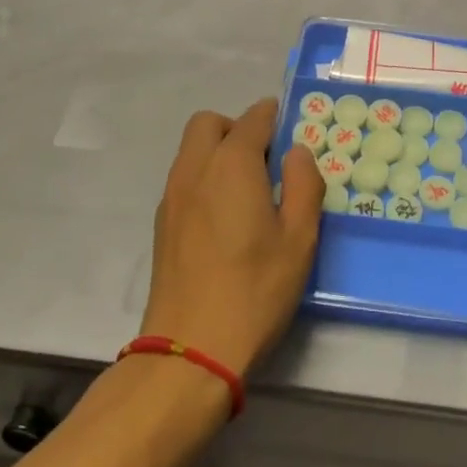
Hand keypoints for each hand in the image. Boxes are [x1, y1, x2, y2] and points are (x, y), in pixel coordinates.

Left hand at [142, 99, 324, 378]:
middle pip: (209, 124)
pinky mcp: (162, 225)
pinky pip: (184, 179)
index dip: (274, 116)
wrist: (191, 349)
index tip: (292, 129)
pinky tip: (226, 218)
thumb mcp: (299, 238)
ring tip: (249, 192)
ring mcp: (172, 197)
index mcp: (231, 164)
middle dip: (238, 128)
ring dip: (218, 152)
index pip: (253, 119)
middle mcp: (195, 169)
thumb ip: (303, 184)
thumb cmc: (255, 289)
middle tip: (266, 161)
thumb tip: (297, 152)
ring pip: (191, 151)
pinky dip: (205, 178)